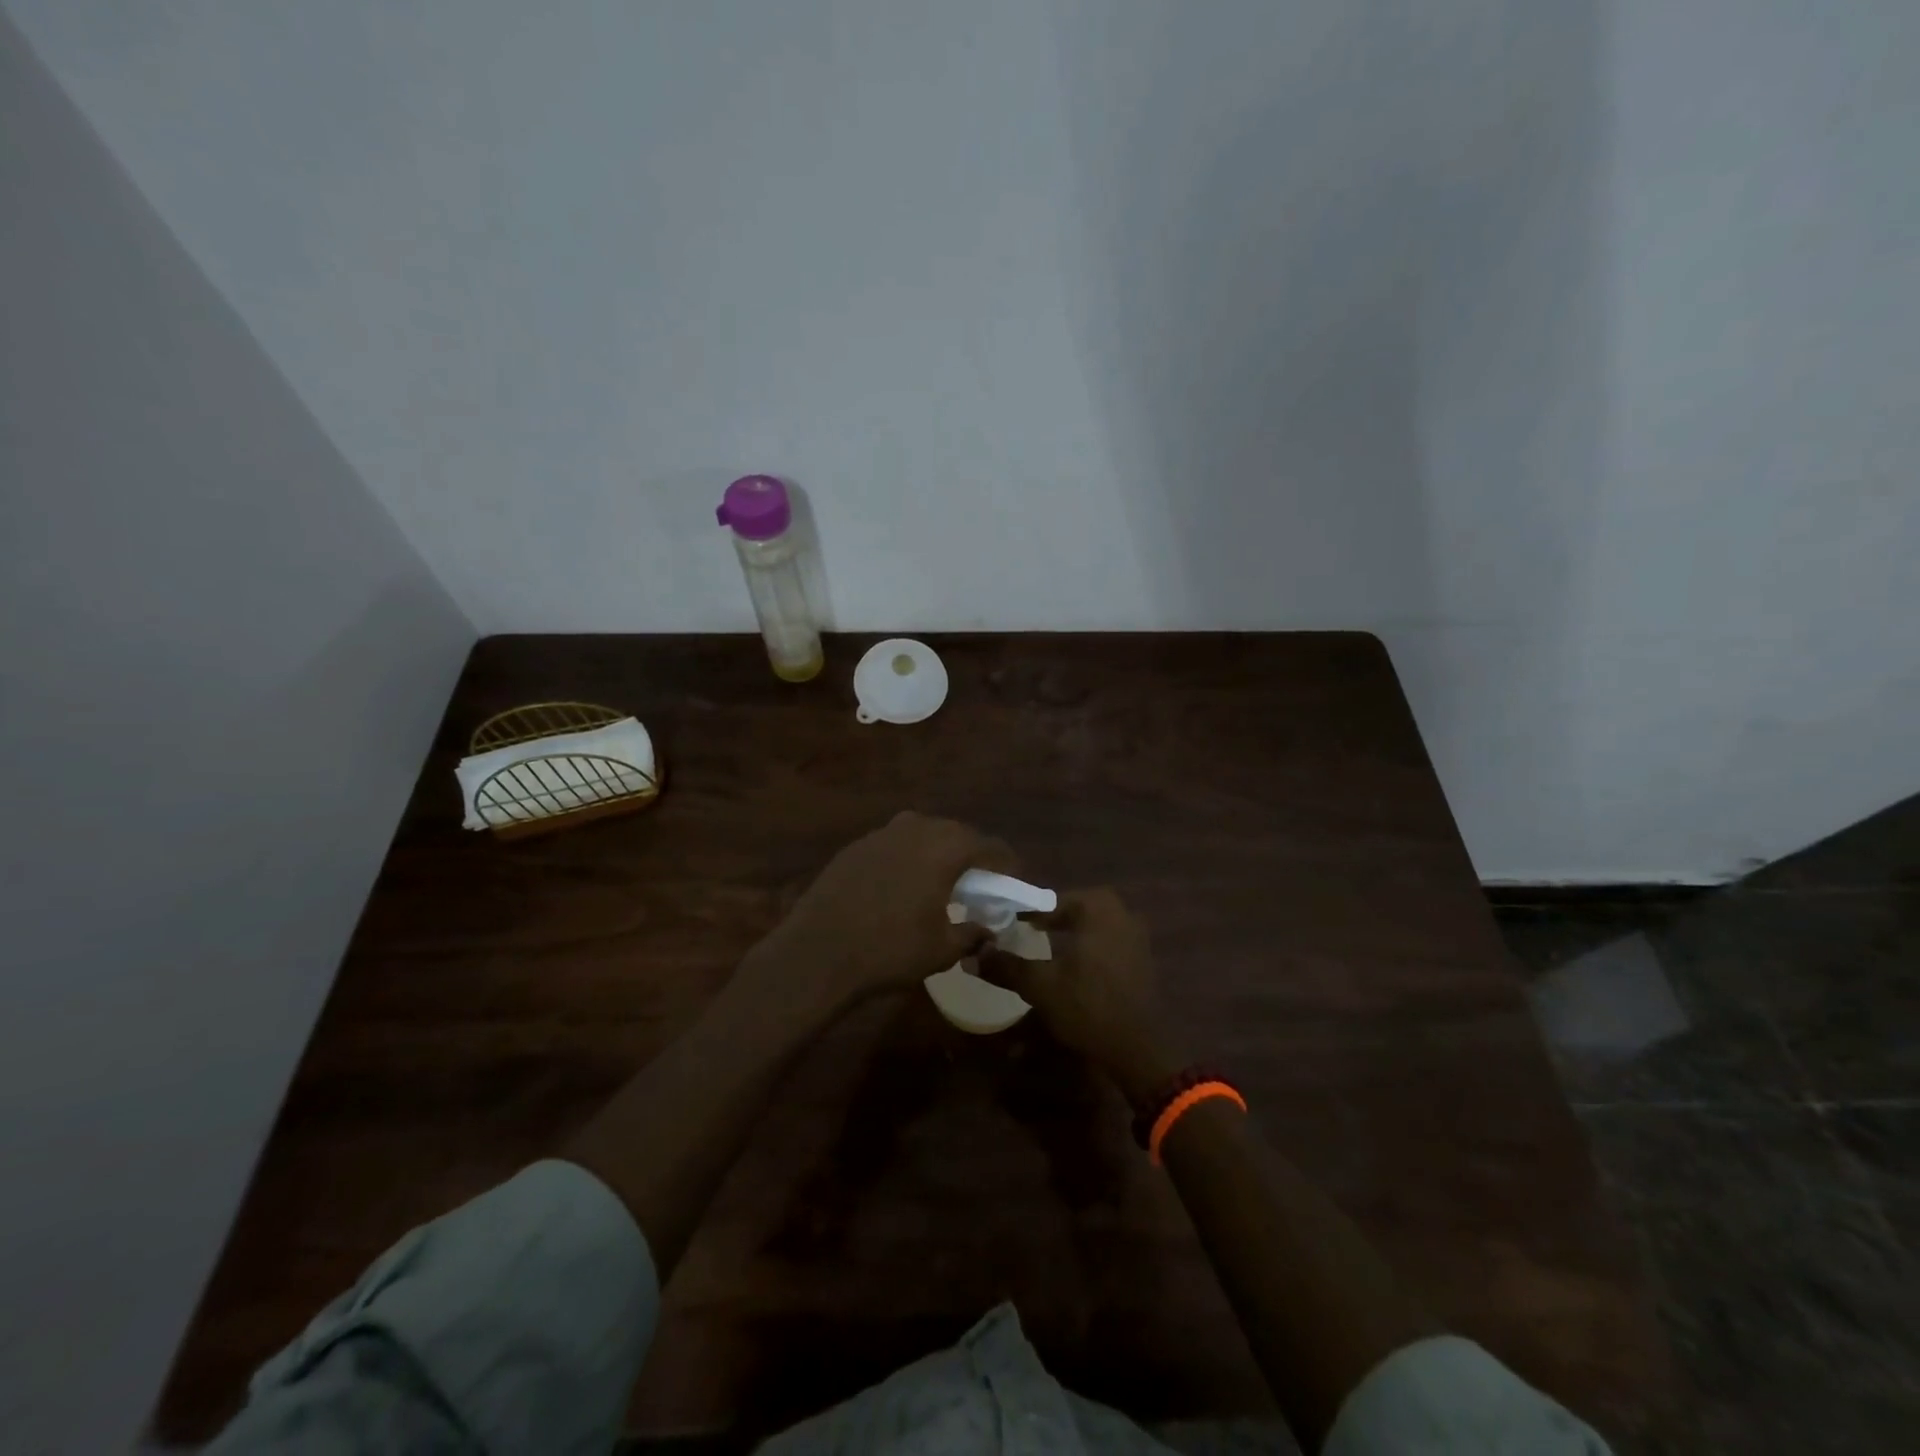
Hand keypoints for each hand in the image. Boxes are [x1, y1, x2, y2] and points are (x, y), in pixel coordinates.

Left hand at [745, 811, 1015, 1015]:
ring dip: (940, 851)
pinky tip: (904, 883)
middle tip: (981, 880)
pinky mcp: (856, 846)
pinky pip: (896, 843)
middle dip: (973, 854)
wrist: (817, 952)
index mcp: (944, 848)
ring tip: (943, 879)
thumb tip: (988, 929)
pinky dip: (910, 856)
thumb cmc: (889, 950)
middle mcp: (916, 829)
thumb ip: (973, 934)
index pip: (989, 846)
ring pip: (924, 833)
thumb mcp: (942, 949)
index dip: (1007, 863)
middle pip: (957, 833)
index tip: (1015, 880)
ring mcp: (881, 834)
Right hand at [983, 887, 1180, 1102]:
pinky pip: (1108, 940)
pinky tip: (1073, 966)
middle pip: (1076, 907)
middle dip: (1052, 917)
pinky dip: (1089, 947)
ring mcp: (1136, 935)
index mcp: (1098, 908)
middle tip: (1027, 931)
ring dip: (1071, 931)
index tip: (1007, 922)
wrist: (1136, 1049)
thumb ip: (1006, 966)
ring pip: (1094, 923)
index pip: (1052, 900)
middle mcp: (1121, 913)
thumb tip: (973, 955)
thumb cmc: (1087, 1007)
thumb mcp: (1039, 986)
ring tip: (1046, 946)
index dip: (1027, 912)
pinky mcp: (1142, 958)